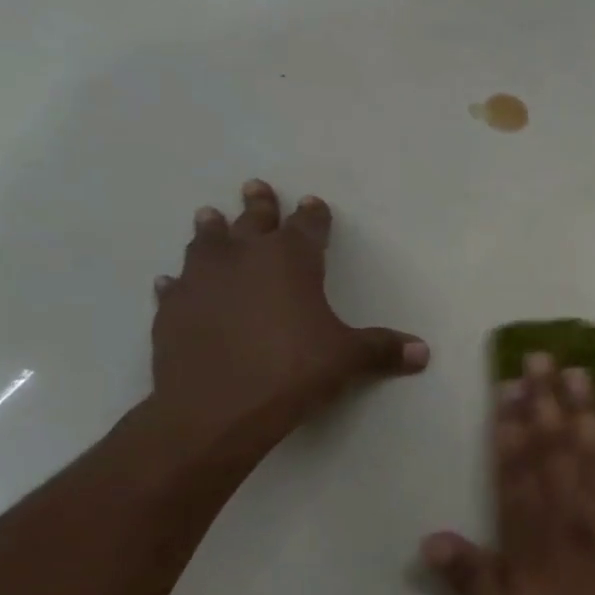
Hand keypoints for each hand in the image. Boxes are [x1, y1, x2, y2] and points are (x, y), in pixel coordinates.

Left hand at [148, 180, 427, 460]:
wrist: (216, 408)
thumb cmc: (293, 371)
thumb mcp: (347, 359)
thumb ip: (382, 349)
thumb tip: (423, 352)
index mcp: (290, 260)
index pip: (307, 227)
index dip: (313, 216)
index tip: (313, 204)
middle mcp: (242, 258)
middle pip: (252, 221)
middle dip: (259, 205)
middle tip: (256, 186)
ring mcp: (201, 281)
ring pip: (206, 243)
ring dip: (211, 230)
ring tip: (210, 217)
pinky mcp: (171, 310)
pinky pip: (176, 288)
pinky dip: (180, 283)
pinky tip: (174, 283)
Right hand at [423, 354, 594, 594]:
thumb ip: (471, 585)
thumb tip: (432, 537)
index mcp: (535, 546)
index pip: (517, 472)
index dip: (510, 425)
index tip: (507, 384)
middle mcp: (577, 522)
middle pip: (557, 450)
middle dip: (546, 400)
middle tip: (542, 355)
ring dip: (588, 409)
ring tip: (580, 370)